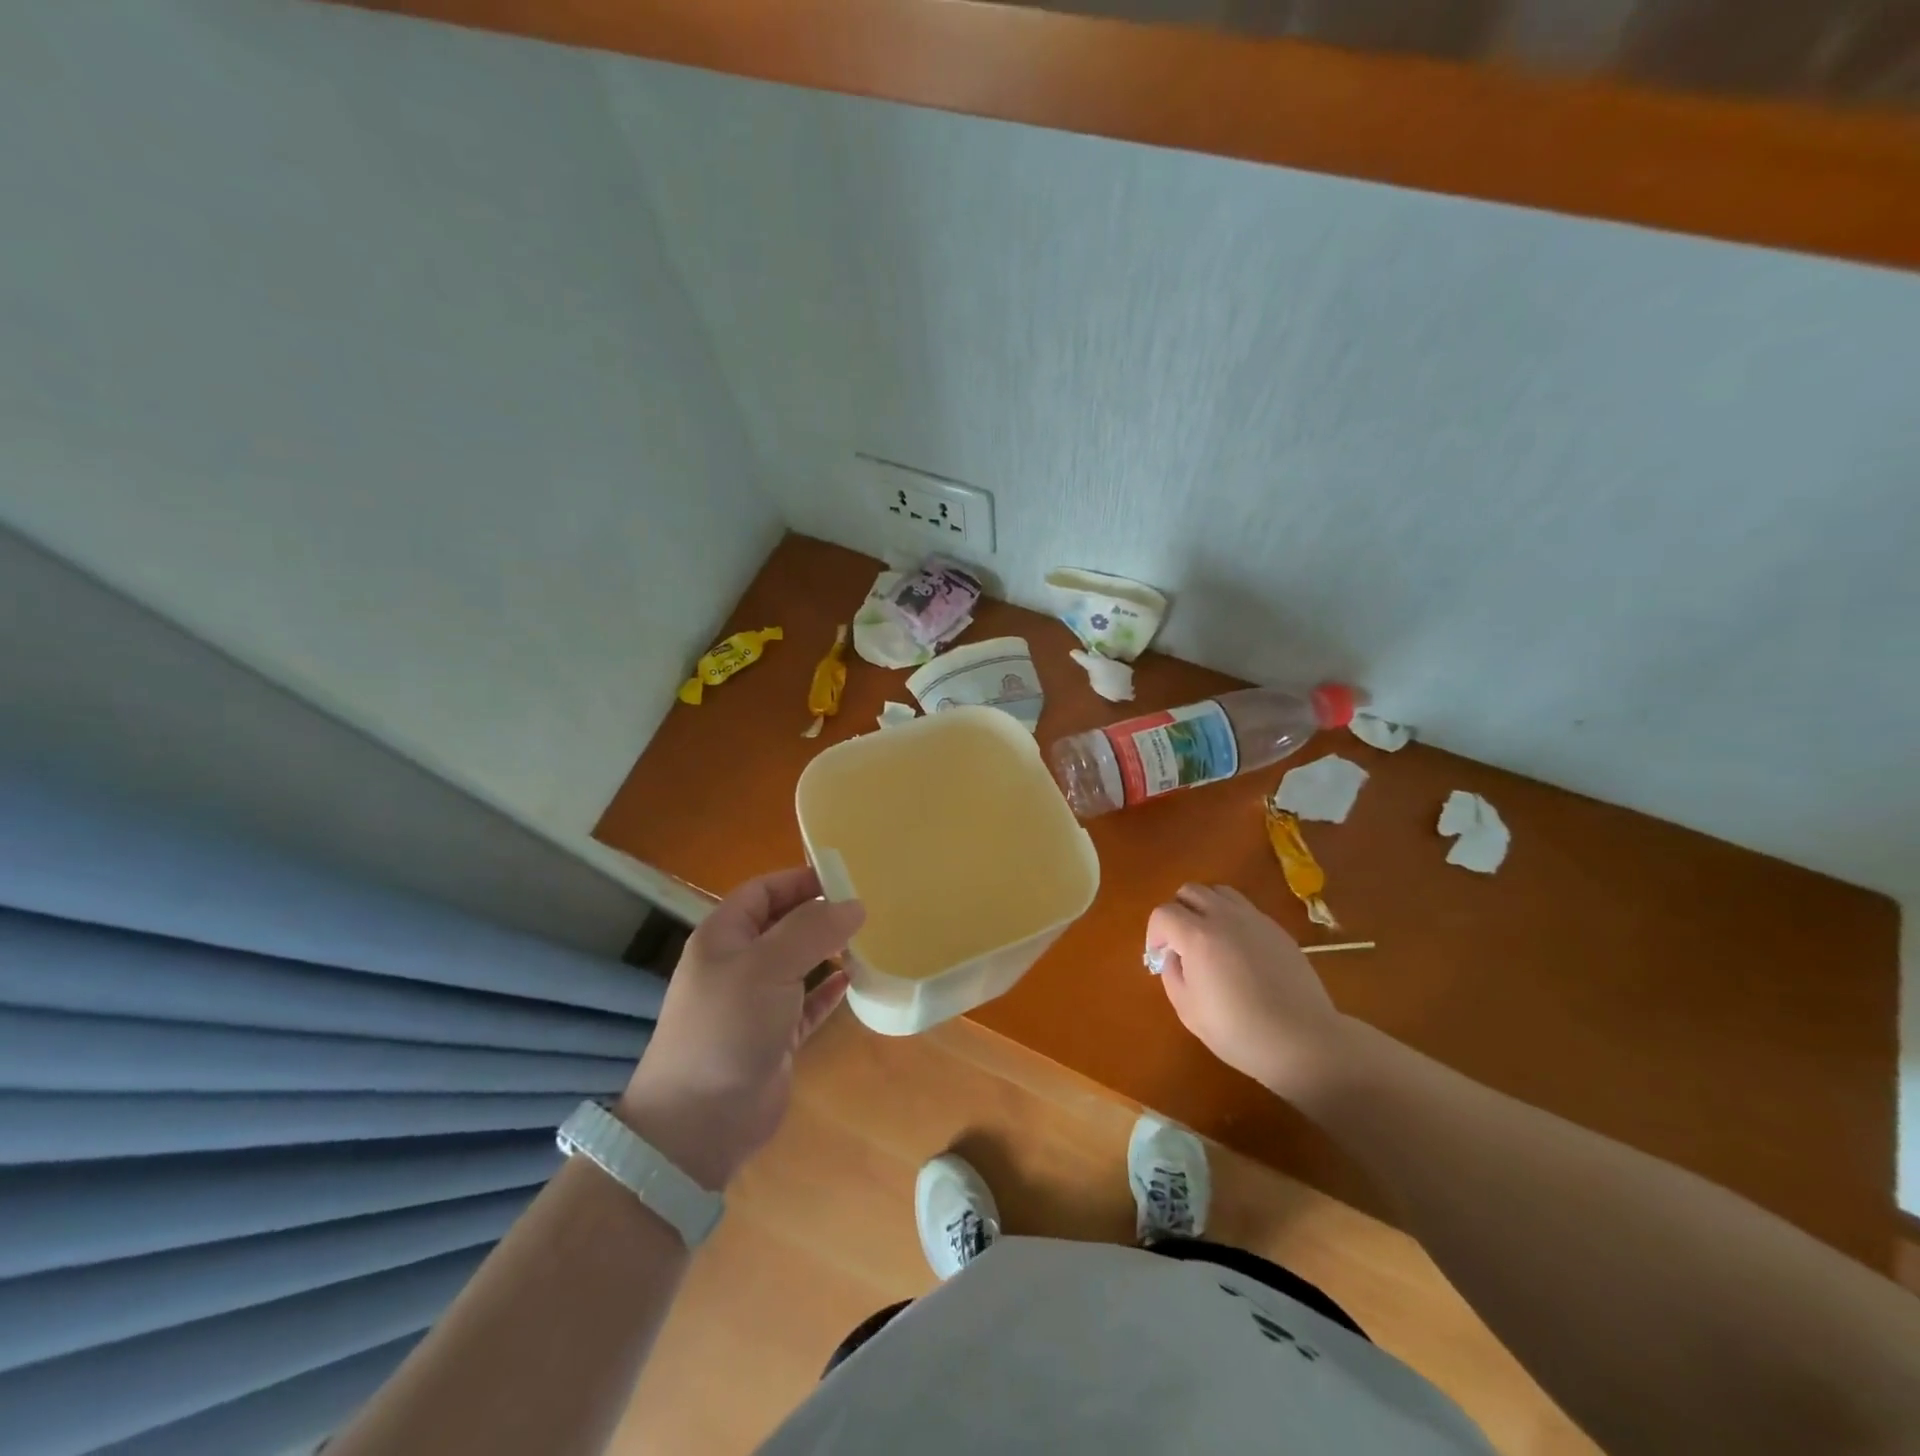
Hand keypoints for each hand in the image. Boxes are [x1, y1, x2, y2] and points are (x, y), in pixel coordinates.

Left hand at [619, 867, 864, 1188]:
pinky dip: (828, 991)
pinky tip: (853, 981)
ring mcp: (755, 1003)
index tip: (844, 877)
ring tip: (868, 939)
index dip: (799, 880)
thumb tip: (855, 904)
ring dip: (828, 951)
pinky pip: (806, 1004)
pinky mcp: (774, 1038)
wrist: (699, 1122)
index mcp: (723, 937)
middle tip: (866, 907)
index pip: (763, 891)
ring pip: (797, 964)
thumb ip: (812, 930)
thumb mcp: (768, 966)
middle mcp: (738, 965)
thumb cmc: (727, 1027)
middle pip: (782, 925)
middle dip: (819, 914)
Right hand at [1146, 884, 1348, 1097]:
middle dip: (1177, 912)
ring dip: (1204, 907)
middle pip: (1189, 891)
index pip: (1163, 913)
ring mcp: (1254, 919)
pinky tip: (1237, 949)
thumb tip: (1174, 956)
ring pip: (1218, 891)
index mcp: (1198, 936)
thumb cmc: (1239, 1031)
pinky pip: (1244, 907)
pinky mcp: (1276, 928)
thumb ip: (1172, 974)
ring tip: (1207, 937)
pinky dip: (1230, 917)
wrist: (1302, 1040)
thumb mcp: (1188, 1010)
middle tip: (1180, 943)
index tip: (1158, 956)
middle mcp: (1225, 917)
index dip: (1154, 933)